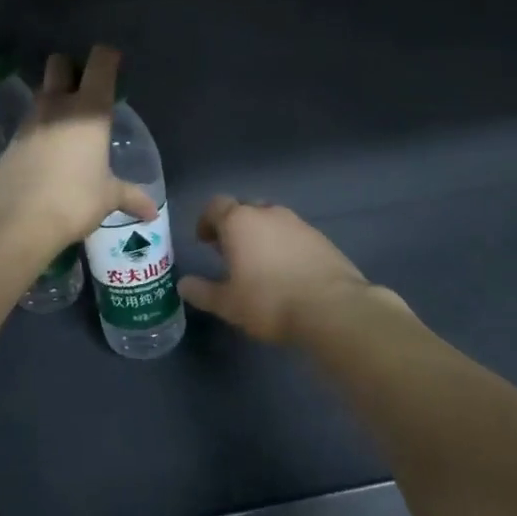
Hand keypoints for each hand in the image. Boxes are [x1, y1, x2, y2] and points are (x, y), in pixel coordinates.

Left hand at [0, 45, 157, 255]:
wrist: (16, 220)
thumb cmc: (73, 200)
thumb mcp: (107, 198)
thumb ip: (130, 197)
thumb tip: (152, 212)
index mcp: (89, 110)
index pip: (100, 63)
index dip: (107, 57)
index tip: (114, 63)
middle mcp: (57, 106)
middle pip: (60, 64)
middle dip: (72, 69)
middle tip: (85, 90)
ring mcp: (30, 121)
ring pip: (42, 92)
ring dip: (54, 98)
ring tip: (69, 124)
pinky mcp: (11, 141)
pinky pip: (29, 122)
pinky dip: (40, 127)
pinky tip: (48, 151)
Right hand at [177, 196, 368, 344]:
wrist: (333, 309)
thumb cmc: (269, 302)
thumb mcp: (227, 303)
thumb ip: (202, 291)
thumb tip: (184, 284)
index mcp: (239, 221)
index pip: (215, 206)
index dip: (206, 221)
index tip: (204, 241)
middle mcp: (268, 213)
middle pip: (244, 209)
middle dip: (234, 226)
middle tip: (229, 251)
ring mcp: (298, 223)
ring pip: (271, 220)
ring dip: (261, 235)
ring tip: (258, 263)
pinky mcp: (321, 238)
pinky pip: (293, 234)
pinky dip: (284, 245)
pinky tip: (286, 271)